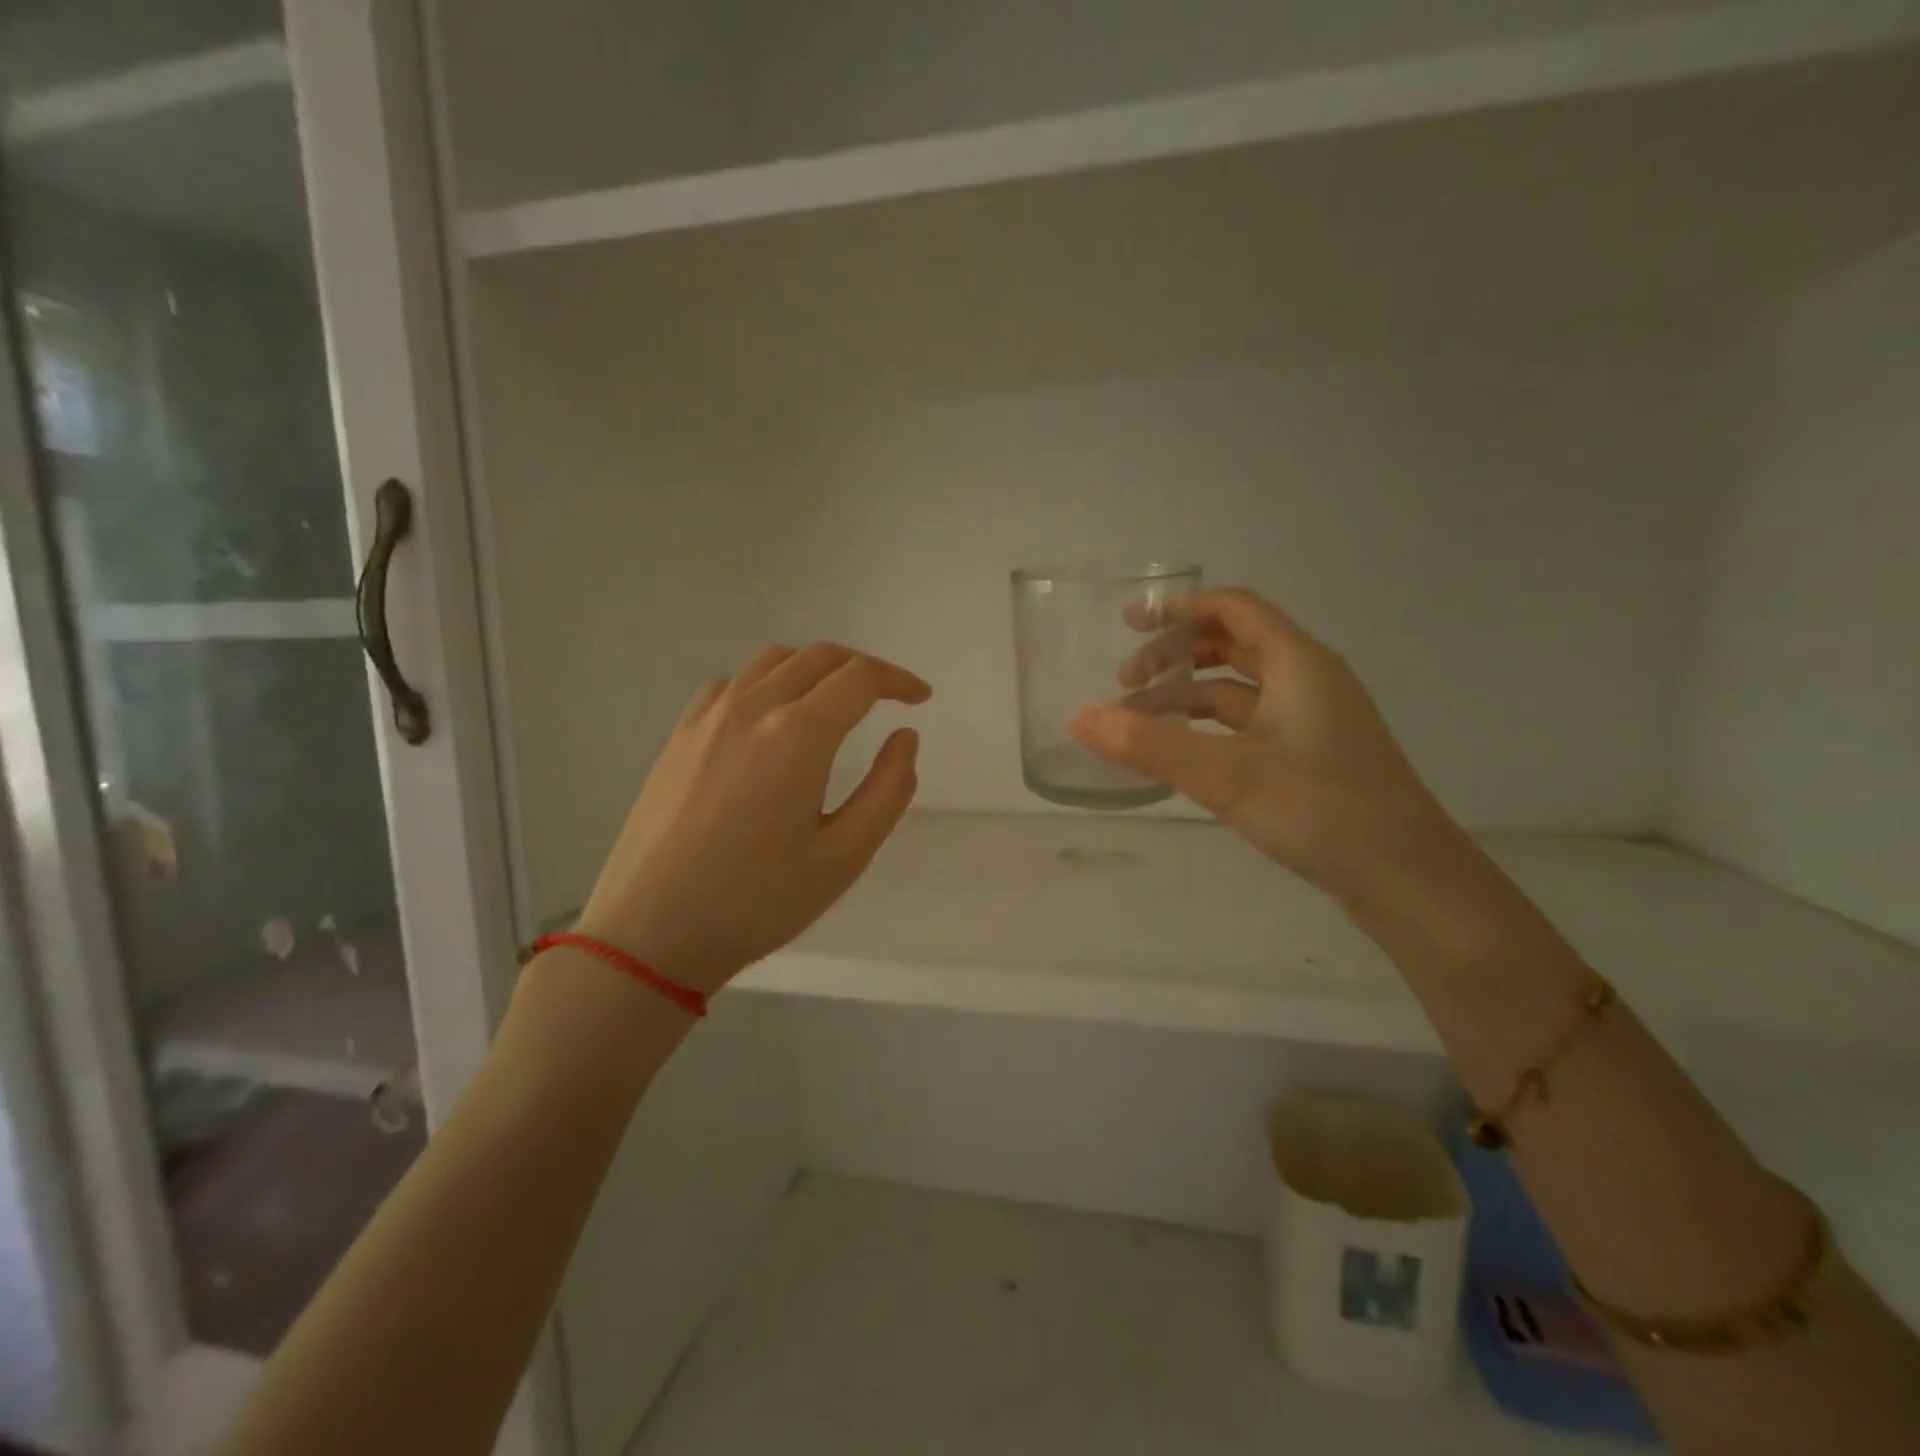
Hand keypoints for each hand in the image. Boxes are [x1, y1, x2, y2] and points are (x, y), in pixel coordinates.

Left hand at [573, 643, 930, 993]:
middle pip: (818, 657)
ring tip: (834, 701)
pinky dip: (767, 682)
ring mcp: (708, 718)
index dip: (898, 680)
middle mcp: (752, 708)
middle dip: (862, 668)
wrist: (651, 933)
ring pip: (773, 661)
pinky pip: (732, 683)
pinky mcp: (679, 735)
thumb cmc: (758, 902)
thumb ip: (888, 790)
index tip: (920, 698)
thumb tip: (905, 736)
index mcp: (797, 735)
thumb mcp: (844, 856)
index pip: (859, 678)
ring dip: (815, 668)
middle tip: (887, 696)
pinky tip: (770, 718)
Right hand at [1068, 587, 1472, 910]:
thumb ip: (1149, 744)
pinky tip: (1179, 755)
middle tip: (1124, 681)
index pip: (1232, 607)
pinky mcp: (1310, 757)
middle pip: (1231, 644)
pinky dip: (1207, 728)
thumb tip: (1077, 717)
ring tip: (1137, 724)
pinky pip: (1247, 724)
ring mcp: (1311, 720)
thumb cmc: (1321, 810)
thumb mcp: (1226, 774)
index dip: (1178, 607)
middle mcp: (1307, 680)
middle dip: (1174, 655)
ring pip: (1237, 689)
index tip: (1129, 624)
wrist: (1407, 879)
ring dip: (1186, 696)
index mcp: (1297, 662)